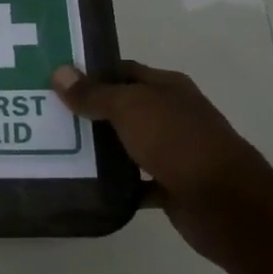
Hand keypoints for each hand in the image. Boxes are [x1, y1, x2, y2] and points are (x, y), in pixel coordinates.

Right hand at [52, 61, 272, 260]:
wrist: (224, 202)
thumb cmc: (177, 142)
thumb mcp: (130, 108)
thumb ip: (94, 93)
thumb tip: (58, 72)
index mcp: (168, 88)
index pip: (124, 71)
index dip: (92, 73)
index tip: (56, 81)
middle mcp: (172, 115)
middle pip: (124, 107)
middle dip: (90, 111)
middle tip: (48, 115)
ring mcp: (174, 151)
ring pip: (128, 144)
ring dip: (100, 148)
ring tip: (57, 148)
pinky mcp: (171, 185)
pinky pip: (136, 181)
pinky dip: (116, 183)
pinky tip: (87, 183)